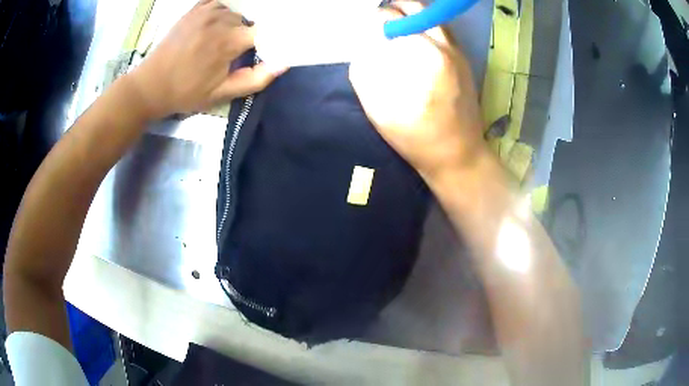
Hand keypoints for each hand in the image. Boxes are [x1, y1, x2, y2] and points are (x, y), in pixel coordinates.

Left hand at [127, 0, 284, 118]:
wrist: (151, 85)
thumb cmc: (186, 92)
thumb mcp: (222, 94)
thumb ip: (255, 79)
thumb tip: (284, 63)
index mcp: (229, 41)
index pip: (266, 31)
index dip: (269, 41)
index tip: (266, 51)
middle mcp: (221, 19)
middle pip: (251, 21)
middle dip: (250, 35)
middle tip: (239, 52)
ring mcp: (207, 10)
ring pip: (237, 11)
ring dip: (237, 24)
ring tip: (225, 40)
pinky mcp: (196, 9)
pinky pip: (221, 2)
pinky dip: (226, 10)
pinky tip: (219, 23)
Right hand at [350, 1, 483, 179]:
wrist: (459, 155)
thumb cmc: (417, 138)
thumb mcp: (379, 109)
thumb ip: (365, 71)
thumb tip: (363, 45)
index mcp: (424, 54)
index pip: (391, 19)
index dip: (374, 19)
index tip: (366, 28)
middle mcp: (445, 45)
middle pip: (415, 7)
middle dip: (394, 9)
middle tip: (380, 19)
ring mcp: (458, 51)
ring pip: (431, 15)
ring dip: (411, 14)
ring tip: (395, 25)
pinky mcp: (464, 59)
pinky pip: (443, 29)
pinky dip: (425, 24)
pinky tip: (415, 38)